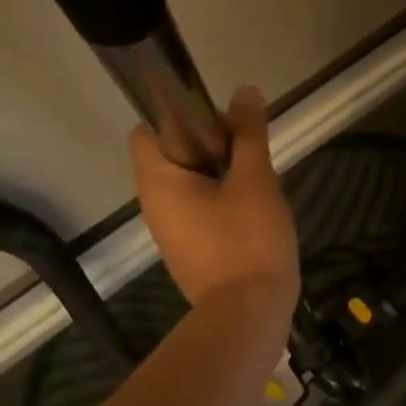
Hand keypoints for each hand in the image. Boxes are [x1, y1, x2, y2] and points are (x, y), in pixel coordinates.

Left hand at [129, 86, 298, 317]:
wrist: (249, 314)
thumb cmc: (248, 240)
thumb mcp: (255, 180)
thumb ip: (249, 134)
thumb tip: (245, 91)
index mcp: (158, 181)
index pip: (148, 128)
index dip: (180, 116)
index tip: (220, 122)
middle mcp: (154, 204)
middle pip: (172, 154)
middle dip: (209, 143)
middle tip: (248, 150)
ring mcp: (171, 231)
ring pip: (189, 183)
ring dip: (219, 172)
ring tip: (256, 178)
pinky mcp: (191, 251)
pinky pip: (199, 210)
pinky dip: (221, 200)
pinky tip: (253, 208)